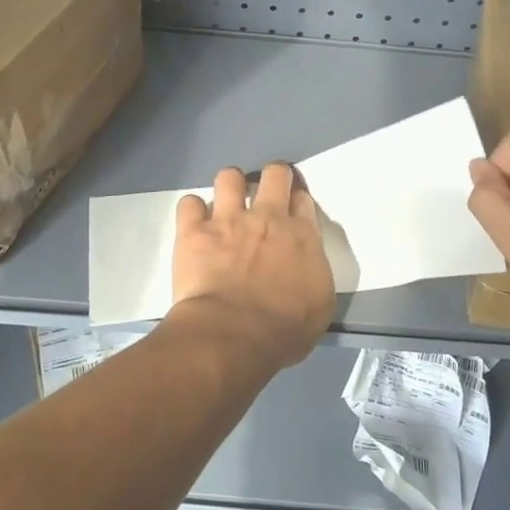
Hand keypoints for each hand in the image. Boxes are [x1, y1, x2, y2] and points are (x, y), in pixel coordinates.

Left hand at [171, 163, 335, 367]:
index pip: (302, 199)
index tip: (292, 210)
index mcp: (302, 235)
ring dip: (229, 186)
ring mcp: (228, 220)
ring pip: (229, 177)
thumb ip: (314, 272)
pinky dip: (192, 211)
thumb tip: (306, 265)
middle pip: (274, 174)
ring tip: (227, 204)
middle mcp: (267, 217)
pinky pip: (189, 203)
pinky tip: (194, 224)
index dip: (297, 200)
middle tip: (266, 192)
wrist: (234, 334)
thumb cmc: (284, 329)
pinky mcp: (194, 231)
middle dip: (273, 177)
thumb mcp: (319, 304)